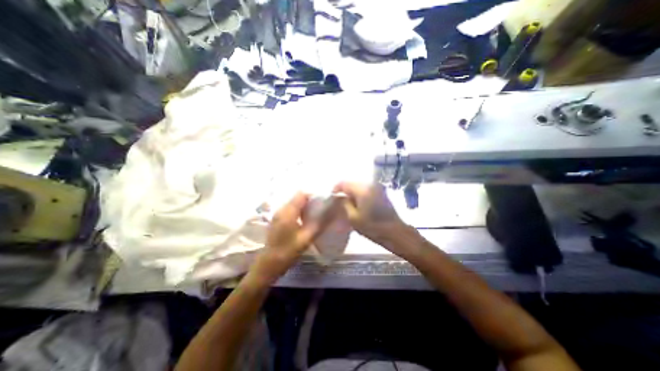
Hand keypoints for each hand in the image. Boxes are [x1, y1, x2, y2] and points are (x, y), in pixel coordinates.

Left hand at [248, 195, 324, 283]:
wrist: (269, 264)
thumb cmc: (288, 251)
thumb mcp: (306, 238)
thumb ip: (319, 224)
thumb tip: (330, 213)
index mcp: (288, 212)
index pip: (301, 194)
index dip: (313, 195)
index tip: (322, 202)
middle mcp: (281, 209)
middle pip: (297, 197)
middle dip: (310, 200)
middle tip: (320, 208)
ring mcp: (278, 214)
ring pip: (293, 203)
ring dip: (304, 206)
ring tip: (314, 214)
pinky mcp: (277, 219)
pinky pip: (290, 209)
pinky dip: (298, 210)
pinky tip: (304, 220)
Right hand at [336, 183, 407, 251]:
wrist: (395, 232)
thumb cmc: (372, 227)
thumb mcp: (353, 218)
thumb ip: (345, 204)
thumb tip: (341, 197)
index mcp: (362, 190)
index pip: (344, 183)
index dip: (336, 188)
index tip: (332, 195)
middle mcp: (370, 184)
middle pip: (353, 183)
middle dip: (345, 190)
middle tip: (340, 200)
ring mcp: (378, 187)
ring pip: (360, 186)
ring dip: (353, 192)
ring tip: (349, 202)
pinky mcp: (382, 192)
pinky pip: (367, 189)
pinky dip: (361, 194)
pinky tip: (359, 203)